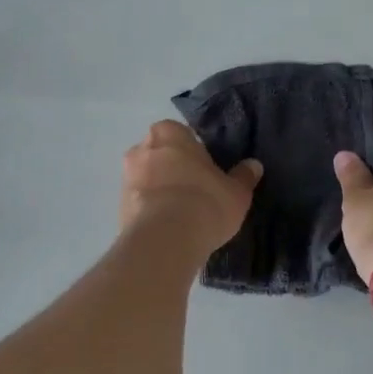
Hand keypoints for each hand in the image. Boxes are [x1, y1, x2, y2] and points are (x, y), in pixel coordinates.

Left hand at [119, 121, 261, 254]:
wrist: (165, 239)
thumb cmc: (205, 202)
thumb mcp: (236, 191)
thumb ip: (244, 176)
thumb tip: (254, 165)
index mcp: (169, 133)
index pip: (182, 134)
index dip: (194, 152)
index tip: (206, 170)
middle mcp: (142, 148)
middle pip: (160, 154)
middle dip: (173, 168)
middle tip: (195, 190)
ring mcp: (126, 178)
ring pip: (147, 178)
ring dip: (160, 190)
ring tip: (182, 214)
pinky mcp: (118, 207)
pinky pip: (140, 203)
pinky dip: (151, 210)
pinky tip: (168, 228)